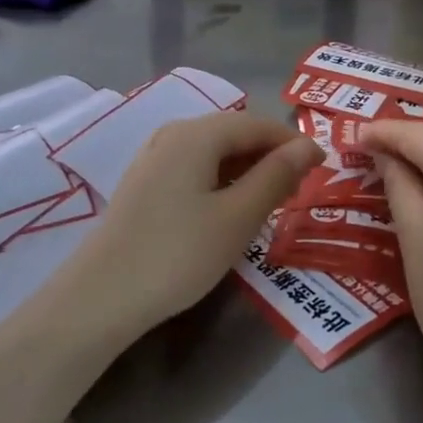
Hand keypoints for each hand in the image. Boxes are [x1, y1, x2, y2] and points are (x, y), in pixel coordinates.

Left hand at [67, 112, 319, 342]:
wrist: (100, 297)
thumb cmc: (178, 254)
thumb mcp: (237, 217)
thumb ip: (276, 176)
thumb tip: (308, 146)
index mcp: (197, 134)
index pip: (257, 124)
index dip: (293, 143)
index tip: (322, 168)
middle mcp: (173, 135)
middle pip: (234, 134)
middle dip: (270, 157)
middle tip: (299, 190)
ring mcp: (153, 159)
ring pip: (213, 153)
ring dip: (246, 171)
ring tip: (270, 202)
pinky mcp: (143, 185)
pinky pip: (194, 170)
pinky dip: (220, 182)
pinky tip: (228, 210)